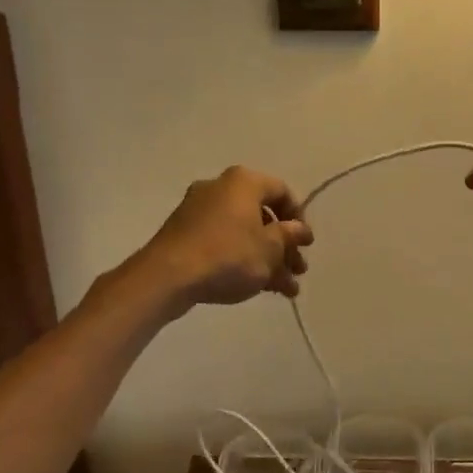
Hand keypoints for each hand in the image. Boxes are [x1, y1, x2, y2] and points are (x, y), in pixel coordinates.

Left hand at [140, 166, 312, 310]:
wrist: (167, 277)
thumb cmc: (228, 255)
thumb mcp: (269, 249)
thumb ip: (289, 236)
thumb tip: (300, 229)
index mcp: (243, 182)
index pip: (282, 191)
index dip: (299, 218)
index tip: (305, 245)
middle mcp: (220, 188)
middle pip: (263, 215)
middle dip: (284, 246)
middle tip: (298, 271)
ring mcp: (199, 211)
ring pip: (244, 233)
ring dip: (267, 259)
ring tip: (284, 290)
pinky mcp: (185, 234)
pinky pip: (223, 241)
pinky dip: (242, 259)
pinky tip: (258, 287)